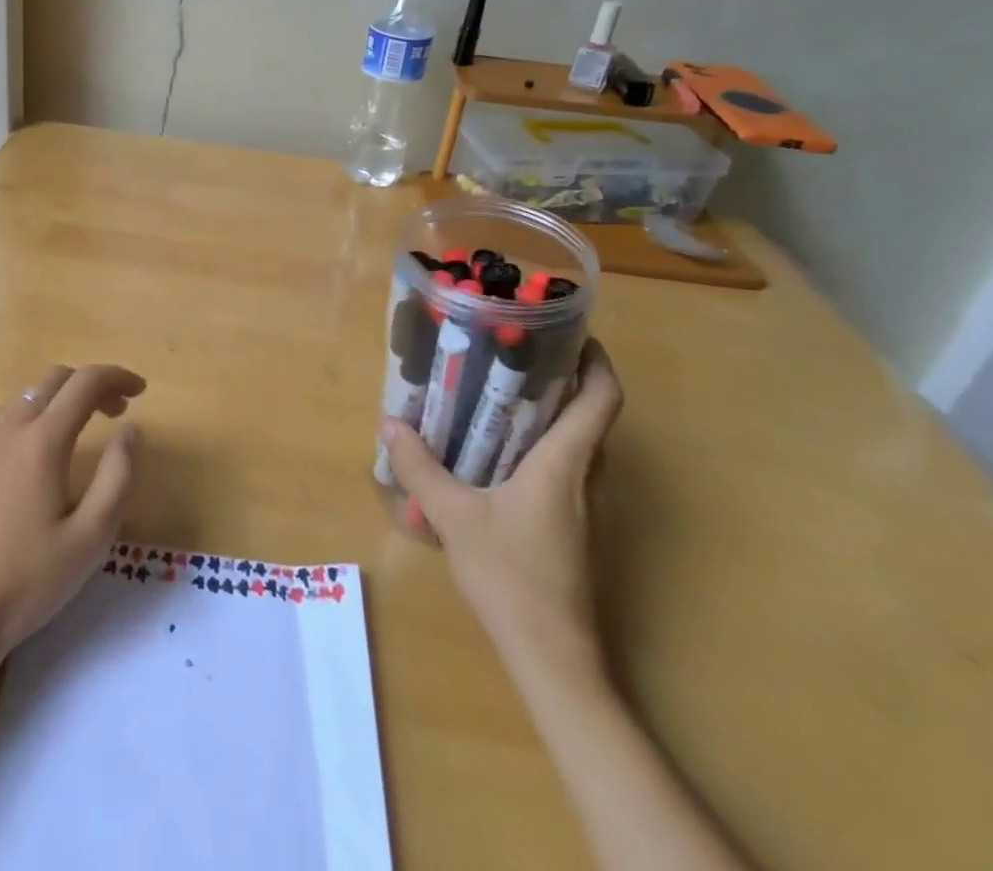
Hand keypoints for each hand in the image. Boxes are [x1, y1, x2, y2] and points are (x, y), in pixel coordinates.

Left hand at [0, 365, 144, 662]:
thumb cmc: (30, 579)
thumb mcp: (92, 536)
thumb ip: (118, 475)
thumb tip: (132, 429)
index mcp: (42, 440)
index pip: (86, 382)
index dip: (118, 377)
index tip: (141, 390)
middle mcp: (10, 426)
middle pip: (57, 379)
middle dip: (92, 385)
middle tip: (118, 412)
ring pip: (31, 393)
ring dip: (63, 397)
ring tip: (85, 428)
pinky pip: (8, 412)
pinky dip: (36, 412)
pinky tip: (43, 446)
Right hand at [381, 339, 621, 680]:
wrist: (554, 659)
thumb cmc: (513, 577)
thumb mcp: (455, 517)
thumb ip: (421, 468)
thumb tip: (390, 424)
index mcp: (566, 463)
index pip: (602, 398)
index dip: (596, 360)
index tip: (571, 333)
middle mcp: (585, 476)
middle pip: (592, 414)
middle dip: (564, 377)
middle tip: (517, 353)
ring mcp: (584, 506)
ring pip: (580, 442)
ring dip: (553, 412)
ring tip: (502, 392)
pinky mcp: (574, 527)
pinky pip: (566, 467)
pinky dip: (542, 445)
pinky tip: (499, 451)